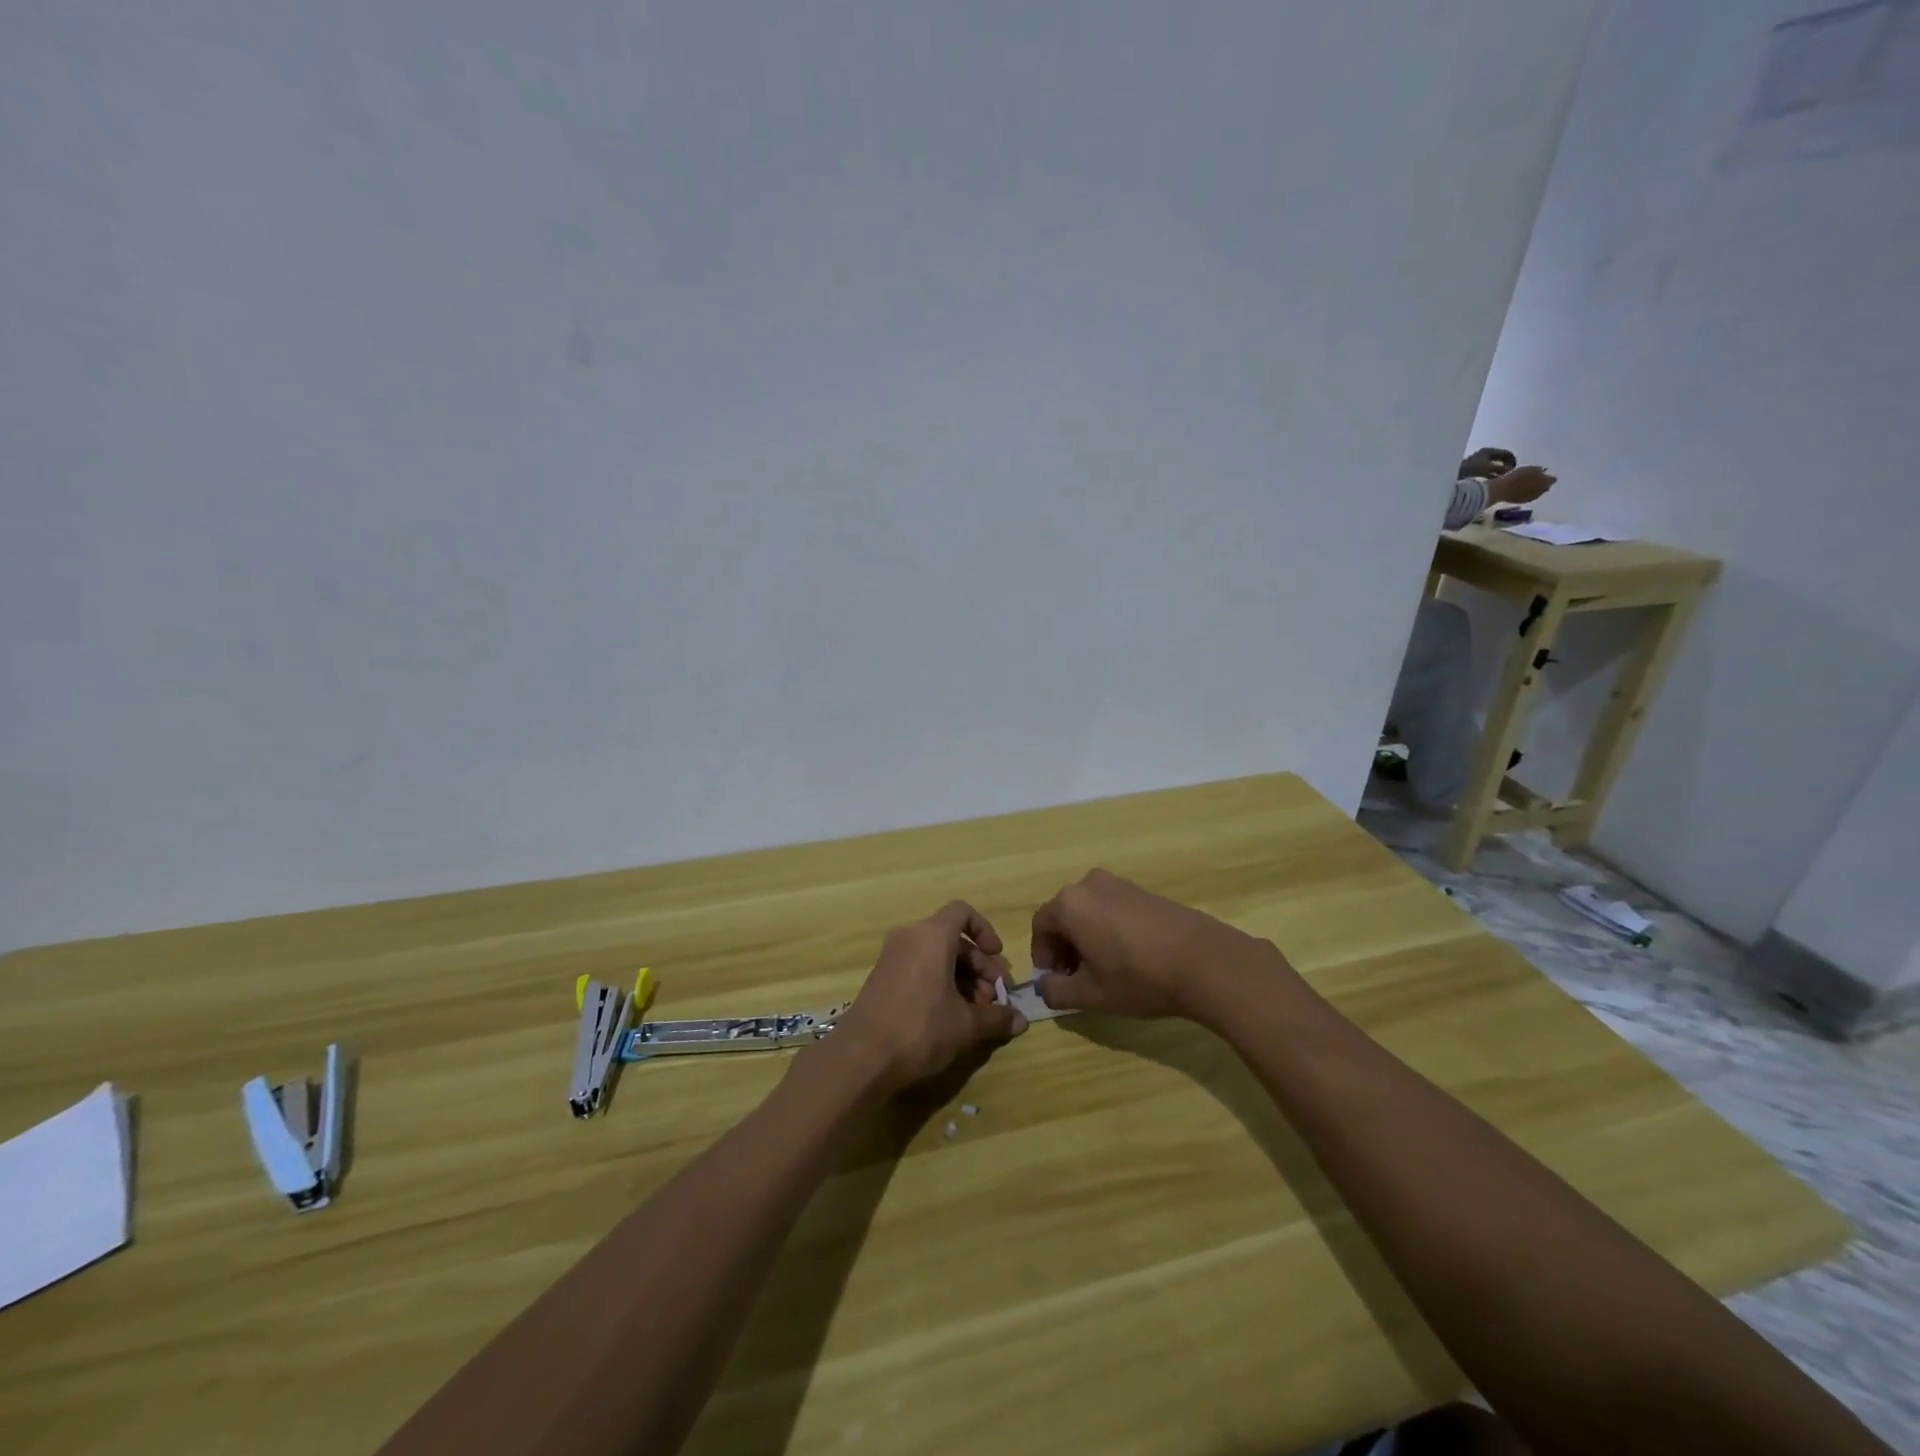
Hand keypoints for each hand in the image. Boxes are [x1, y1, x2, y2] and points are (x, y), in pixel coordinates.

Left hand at [831, 902, 1025, 1093]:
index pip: (962, 913)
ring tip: (976, 1014)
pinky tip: (951, 1018)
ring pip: (936, 956)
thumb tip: (1022, 1021)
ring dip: (962, 979)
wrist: (861, 1057)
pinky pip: (919, 968)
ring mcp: (893, 957)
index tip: (998, 957)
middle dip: (979, 966)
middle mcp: (910, 937)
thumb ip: (996, 1018)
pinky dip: (940, 984)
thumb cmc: (920, 1029)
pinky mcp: (883, 978)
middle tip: (994, 999)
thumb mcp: (966, 1025)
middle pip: (953, 939)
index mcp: (931, 936)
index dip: (985, 931)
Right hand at [1029, 869, 1271, 1021]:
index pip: (1040, 926)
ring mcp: (1120, 884)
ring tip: (1103, 971)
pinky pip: (1112, 908)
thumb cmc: (1138, 977)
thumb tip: (1045, 986)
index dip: (1041, 955)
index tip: (1053, 980)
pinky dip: (1108, 929)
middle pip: (1064, 915)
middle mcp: (1090, 884)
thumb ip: (1056, 991)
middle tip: (1076, 978)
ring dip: (1086, 938)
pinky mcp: (1144, 892)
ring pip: (1089, 911)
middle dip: (1064, 947)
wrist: (1204, 961)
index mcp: (1070, 903)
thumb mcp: (1091, 995)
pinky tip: (1128, 957)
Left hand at [1459, 446, 1516, 480]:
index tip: (1514, 471)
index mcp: (1489, 450)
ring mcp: (1477, 461)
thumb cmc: (1471, 469)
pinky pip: (1485, 472)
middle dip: (1505, 467)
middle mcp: (1483, 454)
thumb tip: (1510, 472)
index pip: (1507, 454)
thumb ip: (1502, 469)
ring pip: (1492, 466)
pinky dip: (1490, 476)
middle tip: (1508, 476)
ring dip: (1497, 473)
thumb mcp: (1489, 468)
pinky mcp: (1471, 469)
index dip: (1512, 462)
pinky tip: (1490, 483)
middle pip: (1500, 460)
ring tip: (1500, 481)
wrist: (1449, 475)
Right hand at [1489, 464, 1556, 503]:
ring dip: (1535, 489)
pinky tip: (1521, 490)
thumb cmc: (1515, 477)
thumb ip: (1539, 470)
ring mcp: (1532, 497)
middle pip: (1546, 487)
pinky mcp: (1523, 502)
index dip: (1548, 477)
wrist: (1501, 490)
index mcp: (1545, 481)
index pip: (1553, 479)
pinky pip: (1529, 496)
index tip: (1543, 474)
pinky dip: (1528, 493)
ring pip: (1538, 492)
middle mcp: (1542, 490)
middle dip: (1542, 484)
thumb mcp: (1528, 469)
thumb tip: (1544, 471)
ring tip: (1527, 485)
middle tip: (1535, 480)